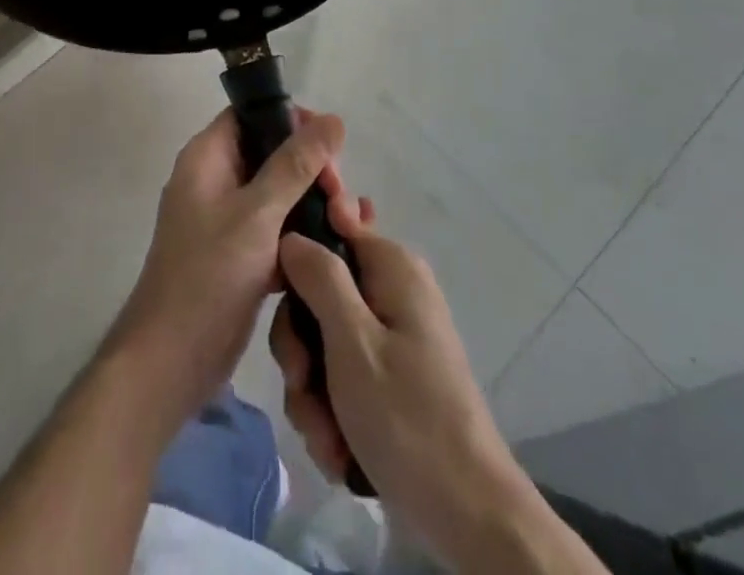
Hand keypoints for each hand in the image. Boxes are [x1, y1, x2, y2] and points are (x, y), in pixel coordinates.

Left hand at [106, 108, 351, 433]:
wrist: (170, 363)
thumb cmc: (208, 277)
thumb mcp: (257, 214)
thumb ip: (295, 165)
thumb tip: (333, 119)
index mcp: (207, 158)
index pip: (251, 114)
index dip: (291, 120)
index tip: (330, 145)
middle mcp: (215, 180)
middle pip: (271, 153)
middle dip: (311, 169)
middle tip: (341, 197)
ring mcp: (226, 220)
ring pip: (278, 194)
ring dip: (312, 203)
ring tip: (348, 224)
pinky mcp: (239, 255)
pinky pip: (276, 229)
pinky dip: (303, 234)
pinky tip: (339, 247)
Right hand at [274, 218, 569, 572]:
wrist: (468, 518)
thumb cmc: (408, 418)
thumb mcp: (353, 342)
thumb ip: (320, 277)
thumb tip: (291, 233)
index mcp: (391, 266)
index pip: (330, 224)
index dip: (296, 254)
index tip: (276, 294)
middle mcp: (391, 290)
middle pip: (317, 292)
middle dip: (301, 347)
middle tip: (302, 383)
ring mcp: (389, 335)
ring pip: (321, 341)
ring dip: (312, 391)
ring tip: (325, 435)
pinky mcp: (386, 376)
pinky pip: (338, 376)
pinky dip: (330, 412)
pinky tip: (337, 448)